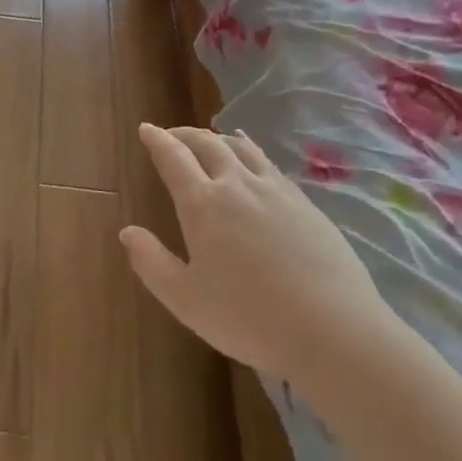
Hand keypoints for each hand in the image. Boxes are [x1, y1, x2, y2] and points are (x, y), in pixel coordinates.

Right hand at [120, 124, 403, 408]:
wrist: (334, 330)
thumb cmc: (250, 317)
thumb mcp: (186, 301)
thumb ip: (152, 263)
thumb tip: (127, 232)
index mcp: (202, 204)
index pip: (173, 158)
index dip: (157, 141)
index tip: (146, 129)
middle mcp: (236, 185)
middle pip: (207, 144)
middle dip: (185, 135)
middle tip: (172, 135)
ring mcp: (275, 190)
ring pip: (240, 148)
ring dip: (218, 139)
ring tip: (210, 141)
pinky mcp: (305, 203)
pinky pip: (269, 163)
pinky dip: (250, 152)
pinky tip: (253, 162)